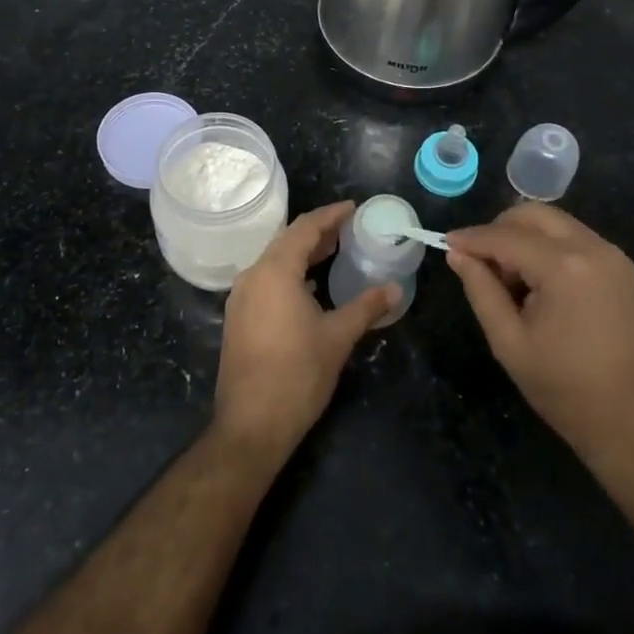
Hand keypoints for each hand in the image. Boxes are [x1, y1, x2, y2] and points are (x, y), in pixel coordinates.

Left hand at [214, 202, 395, 462]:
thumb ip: (366, 307)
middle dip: (317, 232)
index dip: (330, 215)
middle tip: (348, 228)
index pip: (304, 228)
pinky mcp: (238, 318)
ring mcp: (241, 298)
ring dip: (302, 253)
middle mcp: (252, 276)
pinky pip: (265, 280)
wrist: (251, 424)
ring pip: (273, 261)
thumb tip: (394, 289)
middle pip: (286, 241)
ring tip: (333, 252)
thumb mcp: (338, 337)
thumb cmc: (297, 374)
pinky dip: (289, 273)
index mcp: (275, 271)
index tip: (353, 208)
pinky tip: (309, 286)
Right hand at [447, 205, 633, 470]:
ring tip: (509, 280)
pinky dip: (548, 248)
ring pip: (555, 223)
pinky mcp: (621, 269)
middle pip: (534, 214)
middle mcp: (593, 248)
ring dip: (524, 238)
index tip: (446, 243)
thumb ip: (481, 290)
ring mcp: (612, 256)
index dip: (472, 238)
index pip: (506, 236)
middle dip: (499, 229)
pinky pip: (574, 240)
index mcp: (565, 267)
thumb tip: (457, 254)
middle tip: (479, 262)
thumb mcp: (509, 342)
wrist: (633, 424)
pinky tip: (537, 284)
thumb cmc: (565, 389)